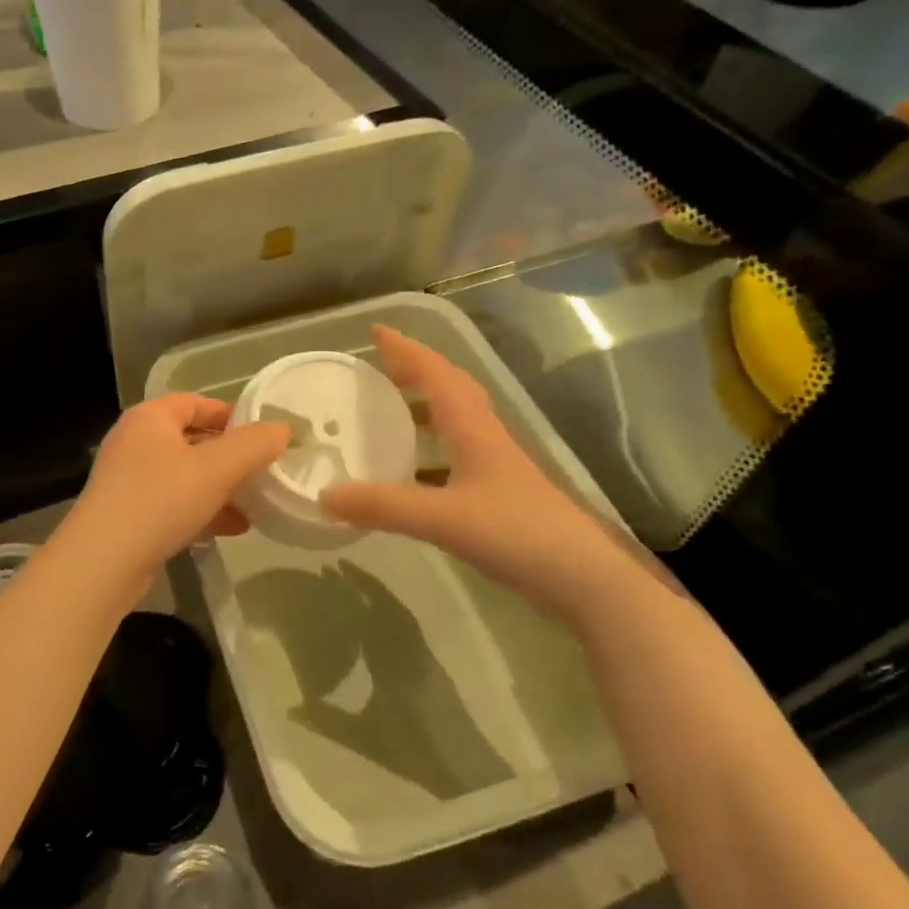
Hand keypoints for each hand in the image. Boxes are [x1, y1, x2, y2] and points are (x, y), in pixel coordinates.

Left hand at [64, 394, 289, 580]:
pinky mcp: (128, 515)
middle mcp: (135, 442)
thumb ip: (253, 445)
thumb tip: (283, 428)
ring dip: (219, 488)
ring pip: (185, 476)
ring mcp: (128, 480)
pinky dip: (202, 511)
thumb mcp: (216, 468)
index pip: (195, 401)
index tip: (263, 435)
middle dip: (229, 457)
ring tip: (255, 504)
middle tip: (263, 471)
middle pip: (191, 439)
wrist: (102, 562)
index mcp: (150, 418)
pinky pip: (173, 504)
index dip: (231, 414)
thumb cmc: (161, 500)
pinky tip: (232, 529)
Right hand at [322, 326, 640, 615]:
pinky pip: (455, 455)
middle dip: (415, 371)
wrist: (584, 577)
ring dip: (423, 409)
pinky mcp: (498, 494)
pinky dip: (429, 451)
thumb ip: (384, 506)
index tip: (375, 331)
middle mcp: (485, 438)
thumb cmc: (517, 533)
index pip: (436, 374)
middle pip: (450, 389)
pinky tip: (411, 473)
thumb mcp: (443, 518)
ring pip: (455, 422)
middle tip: (379, 369)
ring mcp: (495, 467)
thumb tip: (324, 495)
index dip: (406, 350)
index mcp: (474, 429)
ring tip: (388, 413)